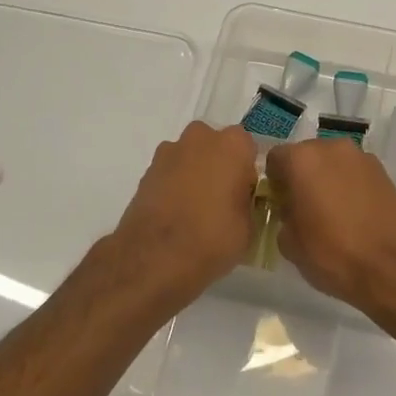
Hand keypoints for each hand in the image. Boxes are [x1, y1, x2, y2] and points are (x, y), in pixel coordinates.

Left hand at [107, 121, 259, 309]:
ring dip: (194, 173)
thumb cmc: (213, 238)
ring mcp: (169, 152)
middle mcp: (200, 138)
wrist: (155, 257)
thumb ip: (247, 201)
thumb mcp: (249, 226)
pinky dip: (173, 185)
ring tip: (195, 208)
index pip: (248, 147)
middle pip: (215, 145)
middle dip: (219, 164)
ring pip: (190, 156)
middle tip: (221, 197)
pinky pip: (170, 172)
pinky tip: (175, 212)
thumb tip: (239, 200)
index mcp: (233, 145)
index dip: (247, 171)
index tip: (245, 193)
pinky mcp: (146, 171)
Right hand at [265, 138, 395, 315]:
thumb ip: (283, 216)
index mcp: (302, 160)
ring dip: (327, 180)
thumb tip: (291, 210)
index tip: (280, 205)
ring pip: (333, 164)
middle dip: (302, 177)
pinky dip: (349, 187)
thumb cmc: (332, 253)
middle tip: (304, 209)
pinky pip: (354, 174)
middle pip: (306, 156)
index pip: (275, 159)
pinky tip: (354, 215)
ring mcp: (362, 158)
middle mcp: (332, 148)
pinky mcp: (384, 172)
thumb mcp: (289, 243)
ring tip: (332, 214)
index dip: (275, 183)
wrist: (392, 267)